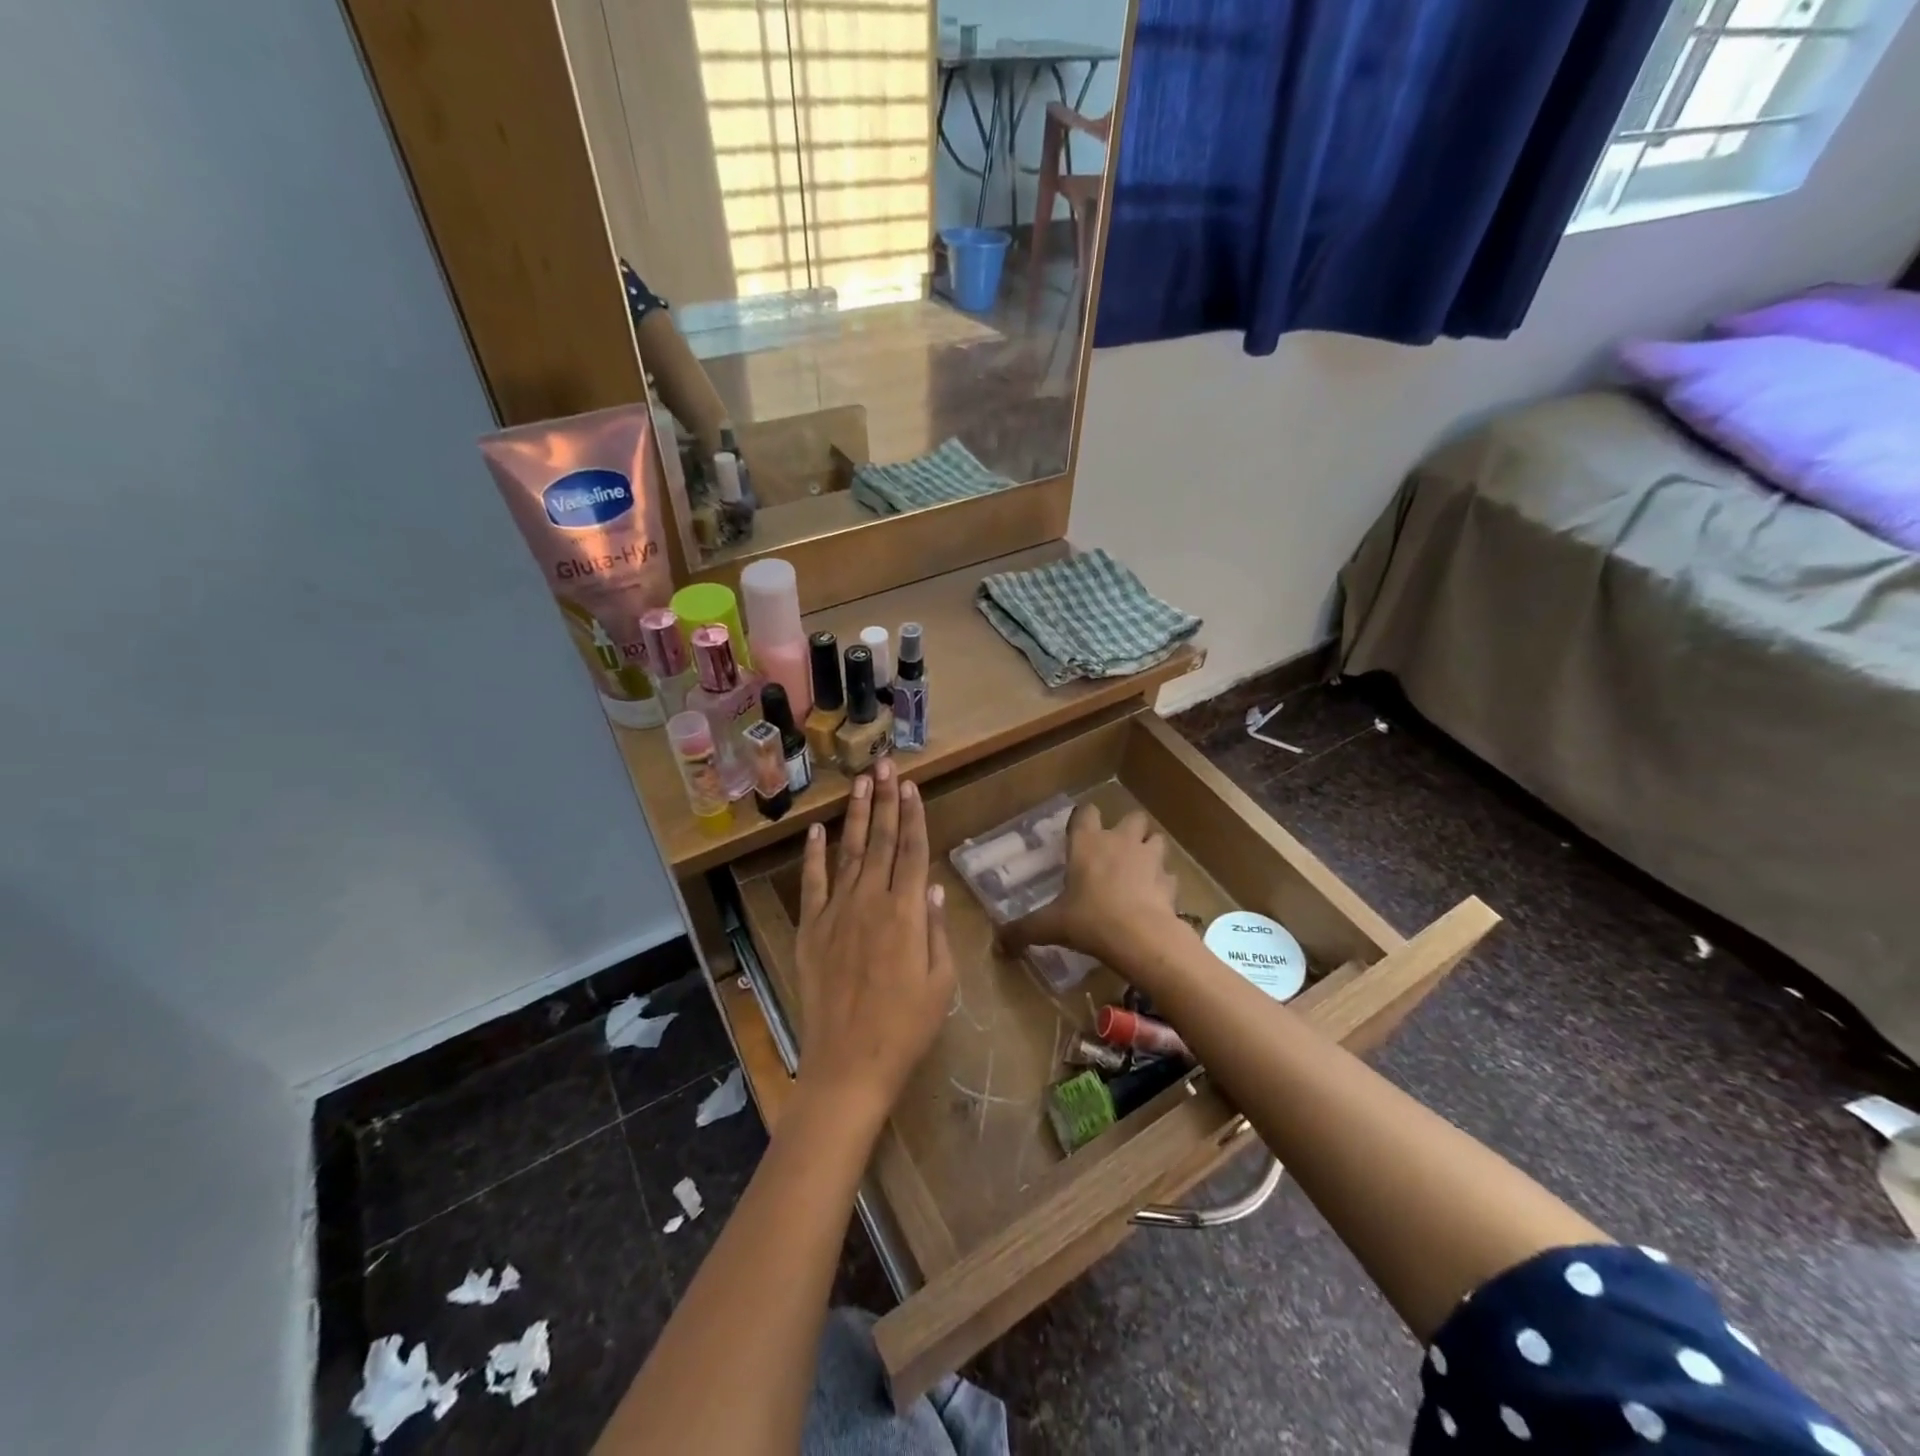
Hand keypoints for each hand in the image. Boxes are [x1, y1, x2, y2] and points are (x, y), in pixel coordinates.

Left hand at [793, 760, 955, 1125]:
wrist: (849, 1064)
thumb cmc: (906, 1028)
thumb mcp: (941, 982)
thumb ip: (937, 930)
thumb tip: (935, 887)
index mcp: (907, 913)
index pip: (913, 851)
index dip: (914, 816)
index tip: (911, 786)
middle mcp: (871, 901)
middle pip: (882, 841)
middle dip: (885, 800)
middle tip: (884, 764)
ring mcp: (837, 913)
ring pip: (849, 852)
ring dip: (856, 816)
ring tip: (860, 783)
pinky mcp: (811, 929)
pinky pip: (812, 884)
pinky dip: (814, 855)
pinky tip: (816, 831)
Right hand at [1002, 804, 1186, 968]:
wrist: (1142, 937)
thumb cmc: (1091, 920)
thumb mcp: (1051, 926)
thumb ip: (1024, 930)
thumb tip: (999, 943)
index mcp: (1088, 843)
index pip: (1086, 812)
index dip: (1083, 819)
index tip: (1078, 834)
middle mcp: (1120, 841)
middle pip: (1132, 817)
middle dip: (1127, 829)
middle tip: (1115, 851)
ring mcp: (1150, 859)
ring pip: (1156, 840)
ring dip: (1149, 850)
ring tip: (1139, 870)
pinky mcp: (1169, 882)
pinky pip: (1168, 875)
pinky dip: (1163, 883)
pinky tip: (1154, 898)